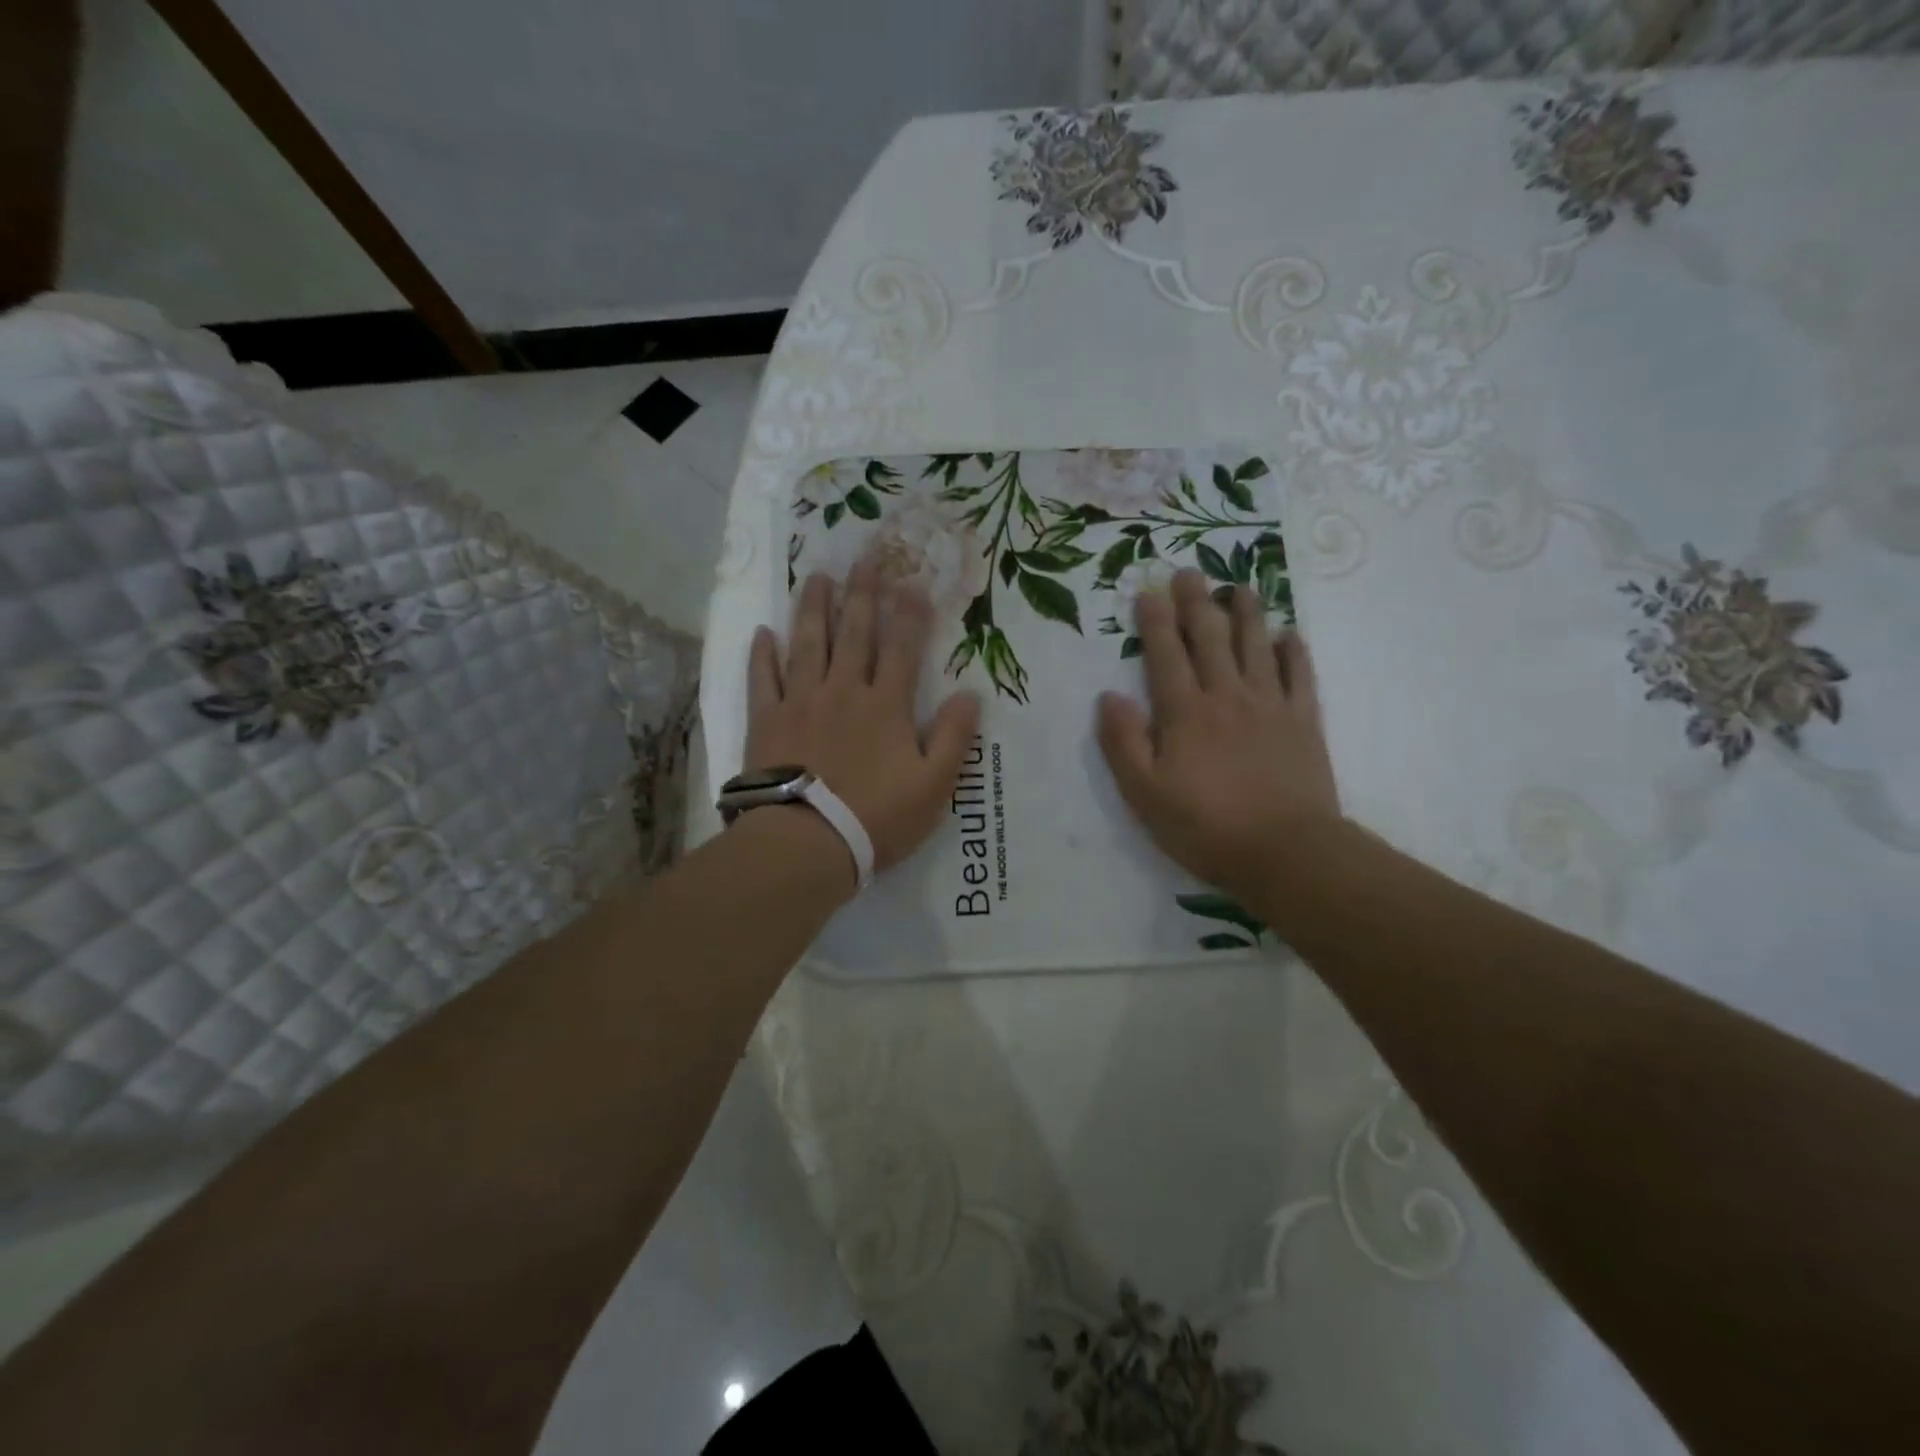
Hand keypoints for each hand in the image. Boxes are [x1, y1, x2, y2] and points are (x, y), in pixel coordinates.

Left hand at [746, 563, 980, 877]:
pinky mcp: (767, 721)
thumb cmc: (876, 817)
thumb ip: (955, 737)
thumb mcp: (934, 785)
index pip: (902, 649)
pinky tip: (763, 633)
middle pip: (854, 634)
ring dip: (814, 609)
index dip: (910, 615)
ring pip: (808, 644)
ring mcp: (800, 702)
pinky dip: (762, 655)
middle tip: (864, 560)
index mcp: (886, 706)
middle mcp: (844, 691)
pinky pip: (762, 679)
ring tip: (818, 577)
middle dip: (862, 595)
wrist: (807, 842)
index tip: (913, 584)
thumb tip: (971, 694)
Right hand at [1097, 568, 1340, 905]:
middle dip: (1197, 603)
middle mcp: (1227, 696)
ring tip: (1241, 586)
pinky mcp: (1304, 723)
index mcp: (1185, 713)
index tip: (1148, 590)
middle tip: (1190, 572)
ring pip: (1257, 647)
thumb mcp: (1144, 793)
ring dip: (1247, 614)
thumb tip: (1108, 696)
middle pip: (1211, 638)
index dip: (1155, 621)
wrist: (1286, 852)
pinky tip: (1290, 634)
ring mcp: (1271, 706)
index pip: (1166, 655)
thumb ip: (1123, 742)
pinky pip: (1300, 676)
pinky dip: (1294, 652)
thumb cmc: (1205, 826)